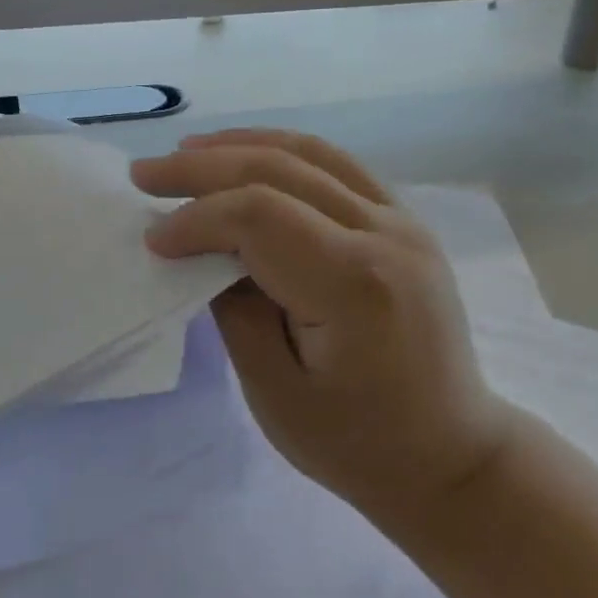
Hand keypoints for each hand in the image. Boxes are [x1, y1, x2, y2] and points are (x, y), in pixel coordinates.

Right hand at [132, 130, 507, 525]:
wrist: (450, 451)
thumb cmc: (358, 443)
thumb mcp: (276, 393)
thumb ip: (236, 310)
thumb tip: (205, 252)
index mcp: (354, 284)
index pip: (259, 216)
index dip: (197, 218)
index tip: (153, 240)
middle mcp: (385, 234)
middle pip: (282, 171)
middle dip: (206, 167)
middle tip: (147, 173)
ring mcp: (405, 221)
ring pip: (315, 155)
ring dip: (246, 146)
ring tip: (191, 149)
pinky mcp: (409, 223)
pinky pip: (342, 168)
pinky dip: (290, 154)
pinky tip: (255, 157)